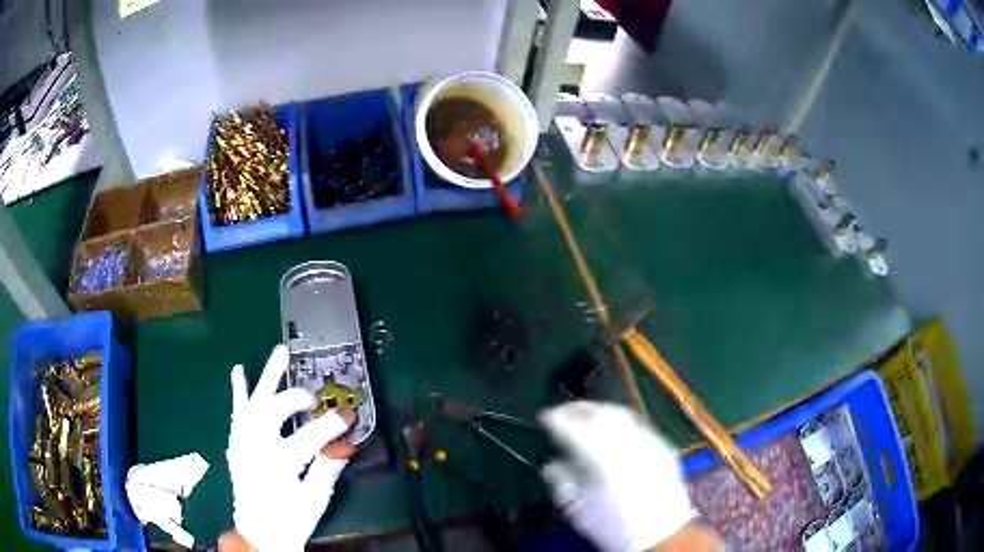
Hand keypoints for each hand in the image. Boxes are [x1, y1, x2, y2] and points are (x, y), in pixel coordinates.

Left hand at [227, 345, 355, 551]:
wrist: (258, 532)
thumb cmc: (290, 520)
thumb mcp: (314, 500)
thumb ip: (327, 469)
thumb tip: (345, 443)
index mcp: (279, 465)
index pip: (310, 437)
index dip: (332, 424)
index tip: (350, 416)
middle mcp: (256, 447)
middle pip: (275, 411)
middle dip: (296, 399)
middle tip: (313, 399)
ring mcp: (242, 442)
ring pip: (253, 401)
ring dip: (267, 376)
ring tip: (280, 352)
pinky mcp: (235, 443)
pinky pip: (237, 412)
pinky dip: (239, 391)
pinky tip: (239, 370)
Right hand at [539, 401, 697, 551]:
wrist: (661, 534)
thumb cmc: (613, 525)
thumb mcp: (578, 509)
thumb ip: (561, 481)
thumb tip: (551, 464)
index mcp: (603, 459)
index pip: (575, 427)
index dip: (556, 419)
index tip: (544, 417)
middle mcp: (628, 443)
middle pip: (600, 412)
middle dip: (577, 409)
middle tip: (560, 412)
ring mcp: (649, 441)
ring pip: (621, 413)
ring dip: (598, 410)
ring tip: (583, 416)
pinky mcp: (663, 445)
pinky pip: (637, 424)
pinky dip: (619, 421)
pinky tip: (611, 430)